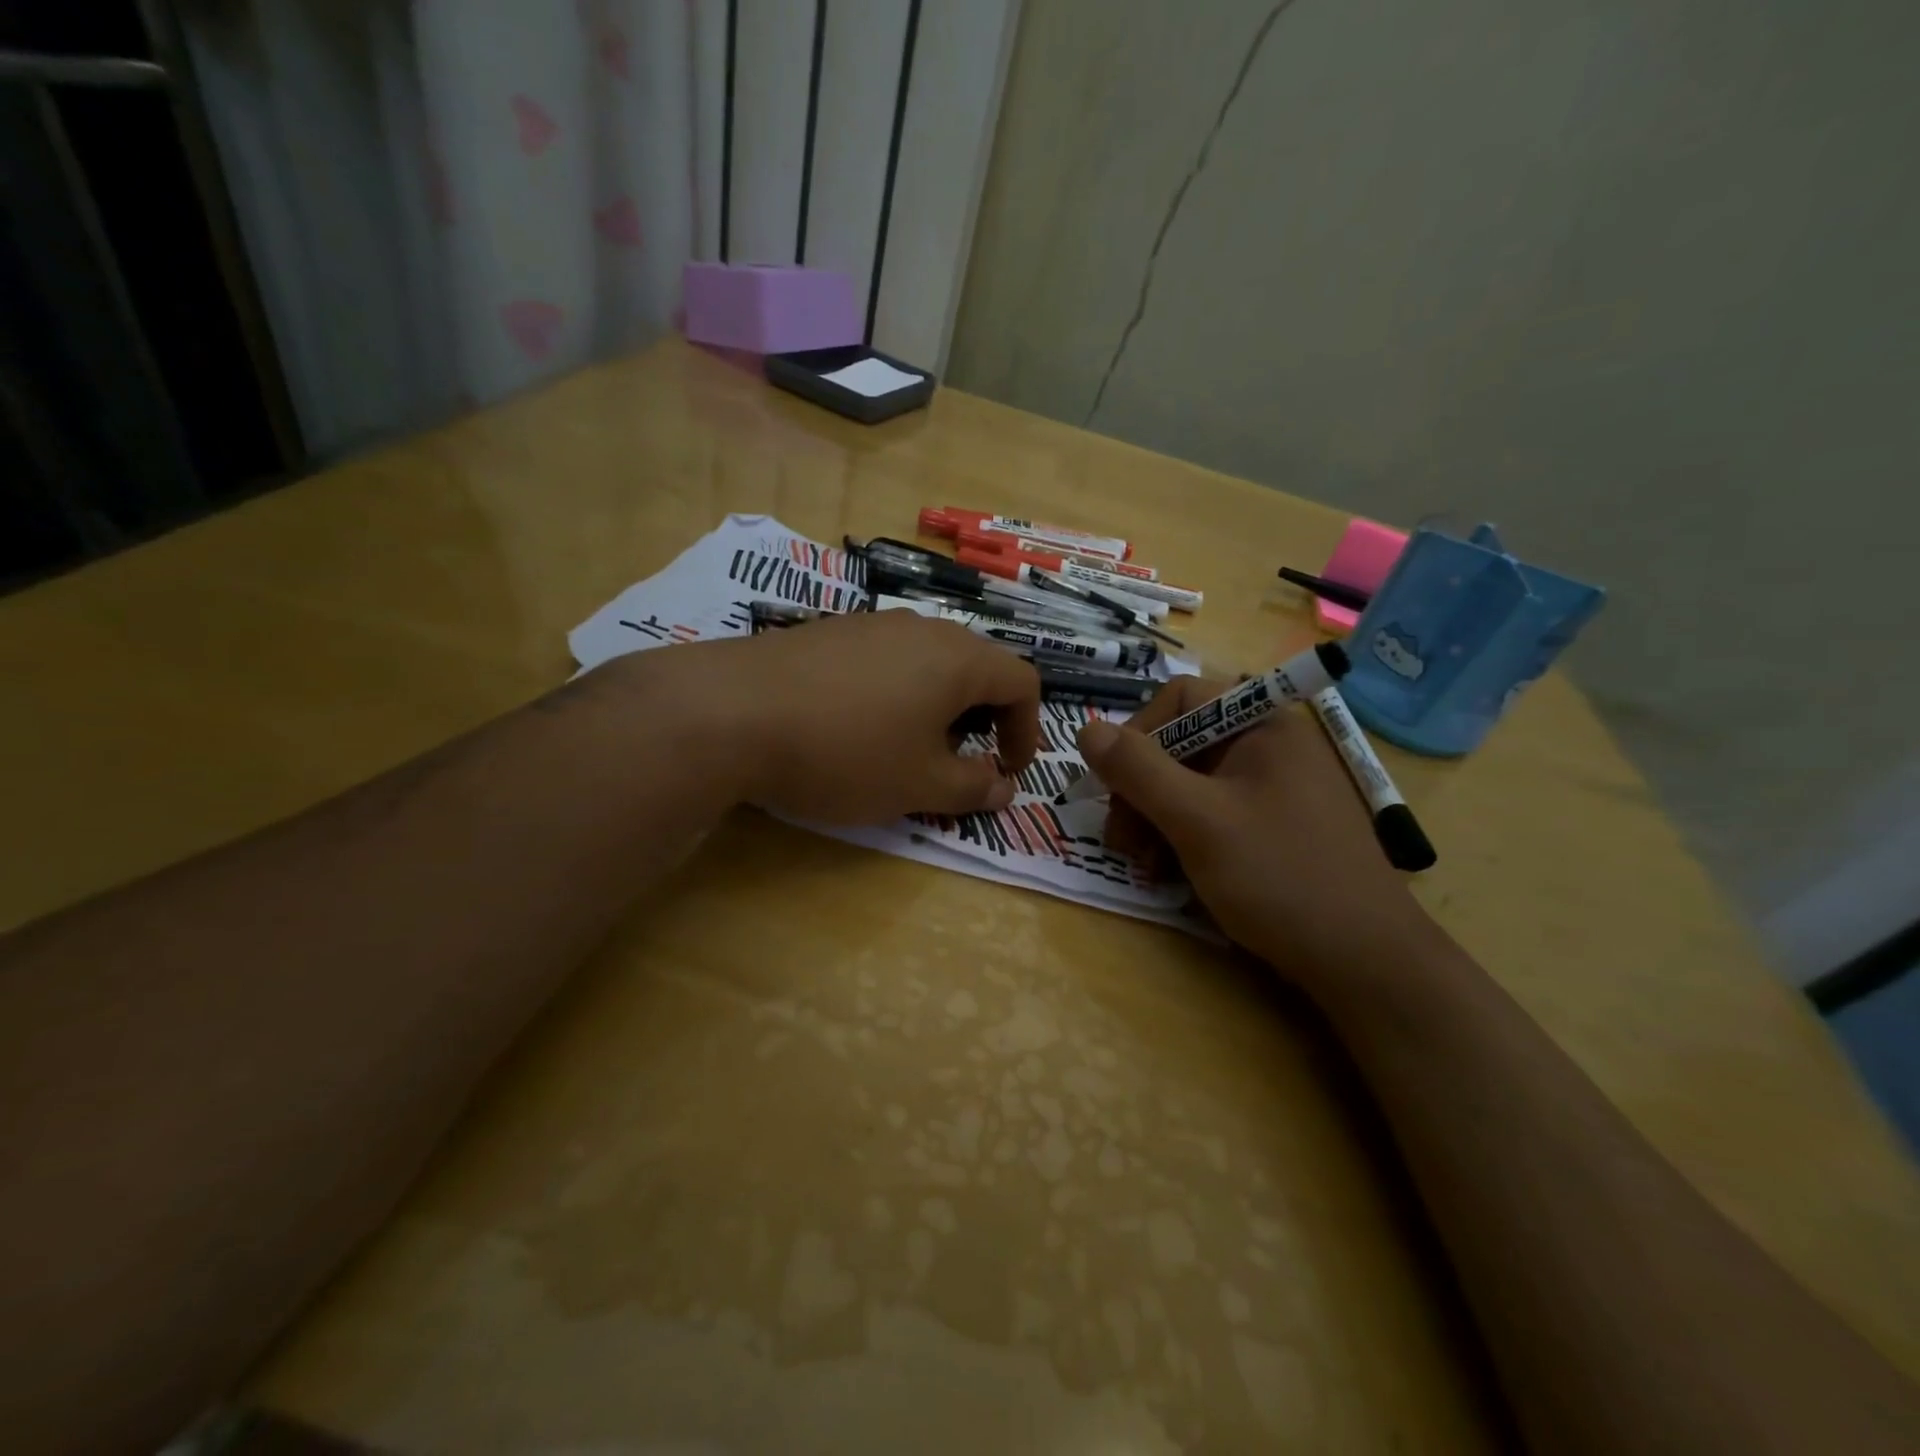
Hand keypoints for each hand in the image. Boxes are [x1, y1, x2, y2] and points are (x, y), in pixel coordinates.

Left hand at [680, 611, 1039, 824]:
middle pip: (976, 667)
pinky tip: (855, 727)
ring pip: (927, 662)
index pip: (1022, 681)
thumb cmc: (845, 752)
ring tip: (907, 748)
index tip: (1008, 770)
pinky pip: (884, 660)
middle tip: (960, 762)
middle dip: (982, 719)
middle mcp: (921, 629)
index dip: (1028, 729)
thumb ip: (972, 787)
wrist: (730, 712)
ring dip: (936, 707)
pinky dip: (894, 694)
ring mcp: (871, 624)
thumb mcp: (919, 784)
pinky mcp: (828, 633)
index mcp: (958, 658)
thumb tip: (1003, 788)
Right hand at [1077, 677, 1433, 984]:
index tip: (1113, 785)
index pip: (1180, 698)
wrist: (1365, 962)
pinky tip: (1170, 874)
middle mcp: (1269, 746)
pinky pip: (1213, 814)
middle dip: (1140, 789)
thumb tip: (1085, 728)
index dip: (1137, 734)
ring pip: (1191, 784)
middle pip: (1181, 744)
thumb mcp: (1197, 820)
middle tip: (1121, 840)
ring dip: (1155, 818)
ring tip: (1143, 865)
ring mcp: (1274, 789)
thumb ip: (1138, 770)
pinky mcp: (1274, 827)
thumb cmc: (1279, 876)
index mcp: (1262, 725)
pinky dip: (1182, 838)